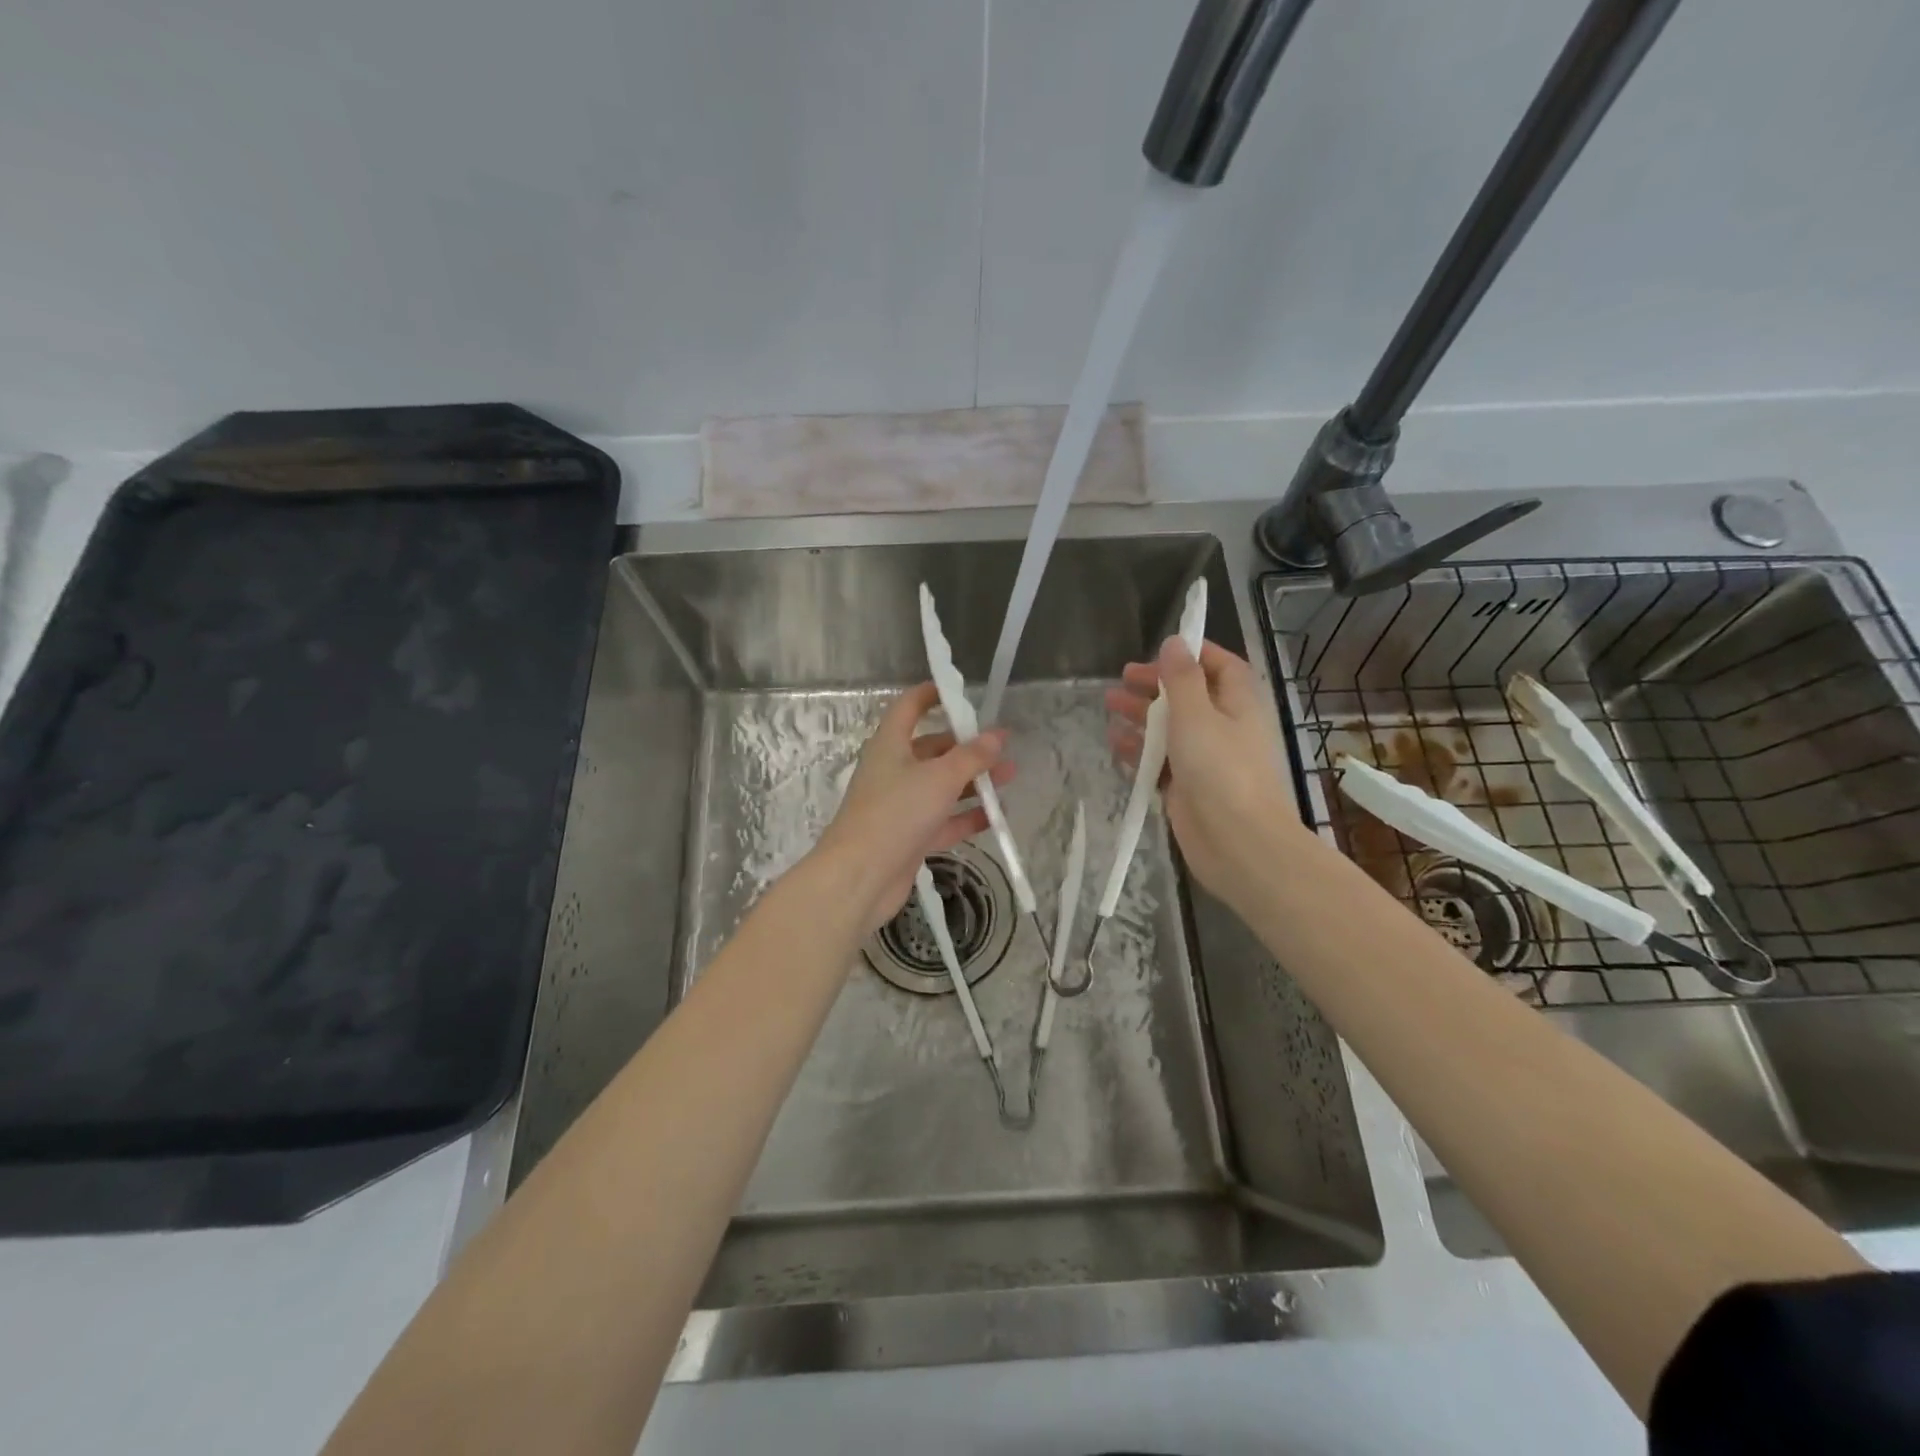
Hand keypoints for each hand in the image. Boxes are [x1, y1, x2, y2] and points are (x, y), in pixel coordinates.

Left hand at [811, 682, 1014, 935]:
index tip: (960, 691)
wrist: (860, 876)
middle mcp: (894, 770)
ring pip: (942, 786)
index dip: (932, 694)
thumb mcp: (940, 778)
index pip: (909, 707)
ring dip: (974, 782)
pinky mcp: (910, 837)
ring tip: (1011, 777)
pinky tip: (996, 816)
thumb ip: (972, 757)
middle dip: (967, 747)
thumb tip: (997, 735)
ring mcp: (901, 806)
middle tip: (1002, 746)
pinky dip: (967, 817)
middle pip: (932, 749)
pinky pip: (943, 820)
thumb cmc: (896, 813)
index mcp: (890, 745)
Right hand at [1106, 637, 1304, 914]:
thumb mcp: (1197, 714)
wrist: (1238, 843)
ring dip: (1142, 715)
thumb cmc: (1221, 769)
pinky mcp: (1188, 786)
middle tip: (1121, 678)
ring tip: (1109, 705)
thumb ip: (1181, 678)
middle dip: (1156, 684)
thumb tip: (1174, 642)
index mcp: (1238, 702)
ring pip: (1170, 727)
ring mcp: (1205, 758)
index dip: (1191, 654)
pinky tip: (1115, 742)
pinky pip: (1161, 760)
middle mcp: (1224, 725)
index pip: (1219, 665)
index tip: (1158, 648)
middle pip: (1188, 695)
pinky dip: (1140, 749)